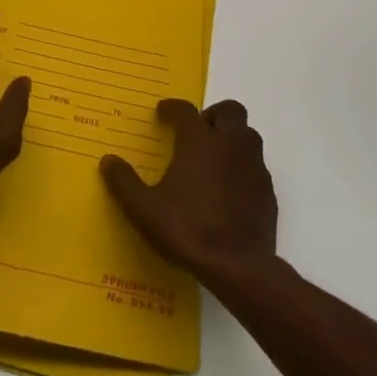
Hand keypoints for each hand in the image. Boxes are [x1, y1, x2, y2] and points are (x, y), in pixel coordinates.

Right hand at [101, 99, 277, 287]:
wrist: (239, 266)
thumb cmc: (188, 230)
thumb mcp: (143, 209)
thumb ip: (124, 182)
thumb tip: (108, 161)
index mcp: (199, 142)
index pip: (186, 110)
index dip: (172, 108)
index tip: (162, 113)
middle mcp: (230, 144)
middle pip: (229, 111)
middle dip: (212, 115)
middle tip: (195, 132)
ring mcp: (253, 167)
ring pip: (248, 135)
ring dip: (232, 137)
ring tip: (213, 158)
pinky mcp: (268, 191)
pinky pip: (256, 166)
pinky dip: (242, 167)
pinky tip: (229, 188)